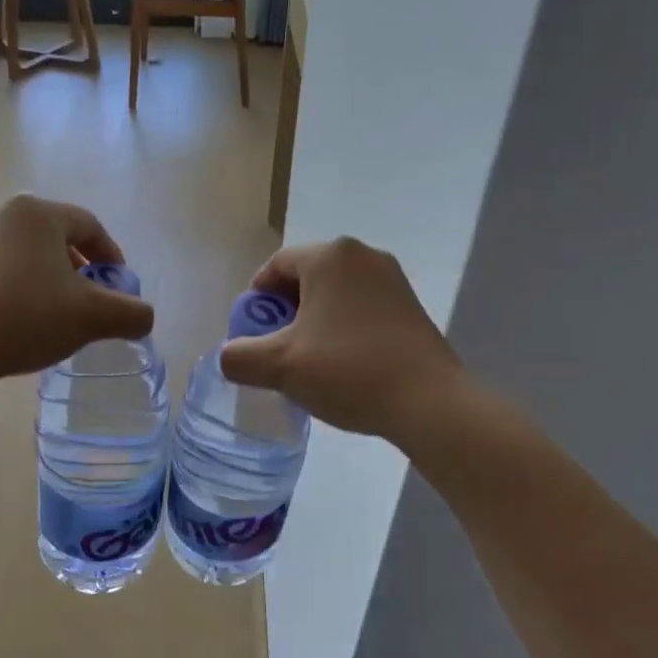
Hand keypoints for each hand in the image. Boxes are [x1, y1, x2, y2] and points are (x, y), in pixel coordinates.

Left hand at [0, 195, 154, 382]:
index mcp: (37, 212)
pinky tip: (23, 321)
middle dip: (80, 269)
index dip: (112, 256)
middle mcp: (2, 214)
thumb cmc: (30, 315)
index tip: (120, 287)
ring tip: (58, 314)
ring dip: (50, 280)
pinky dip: (20, 289)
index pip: (89, 226)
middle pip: (56, 238)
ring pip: (27, 255)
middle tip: (91, 301)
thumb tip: (143, 317)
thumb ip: (131, 313)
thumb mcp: (94, 316)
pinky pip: (0, 271)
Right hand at [219, 238, 464, 441]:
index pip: (275, 266)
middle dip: (285, 312)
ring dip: (314, 322)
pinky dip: (343, 328)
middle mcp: (362, 255)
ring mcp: (392, 279)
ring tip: (309, 361)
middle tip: (276, 350)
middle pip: (306, 277)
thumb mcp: (279, 366)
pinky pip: (361, 308)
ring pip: (335, 294)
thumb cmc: (347, 370)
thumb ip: (239, 357)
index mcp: (329, 256)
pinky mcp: (411, 306)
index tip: (252, 335)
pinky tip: (343, 364)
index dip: (255, 300)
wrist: (428, 402)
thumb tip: (230, 356)